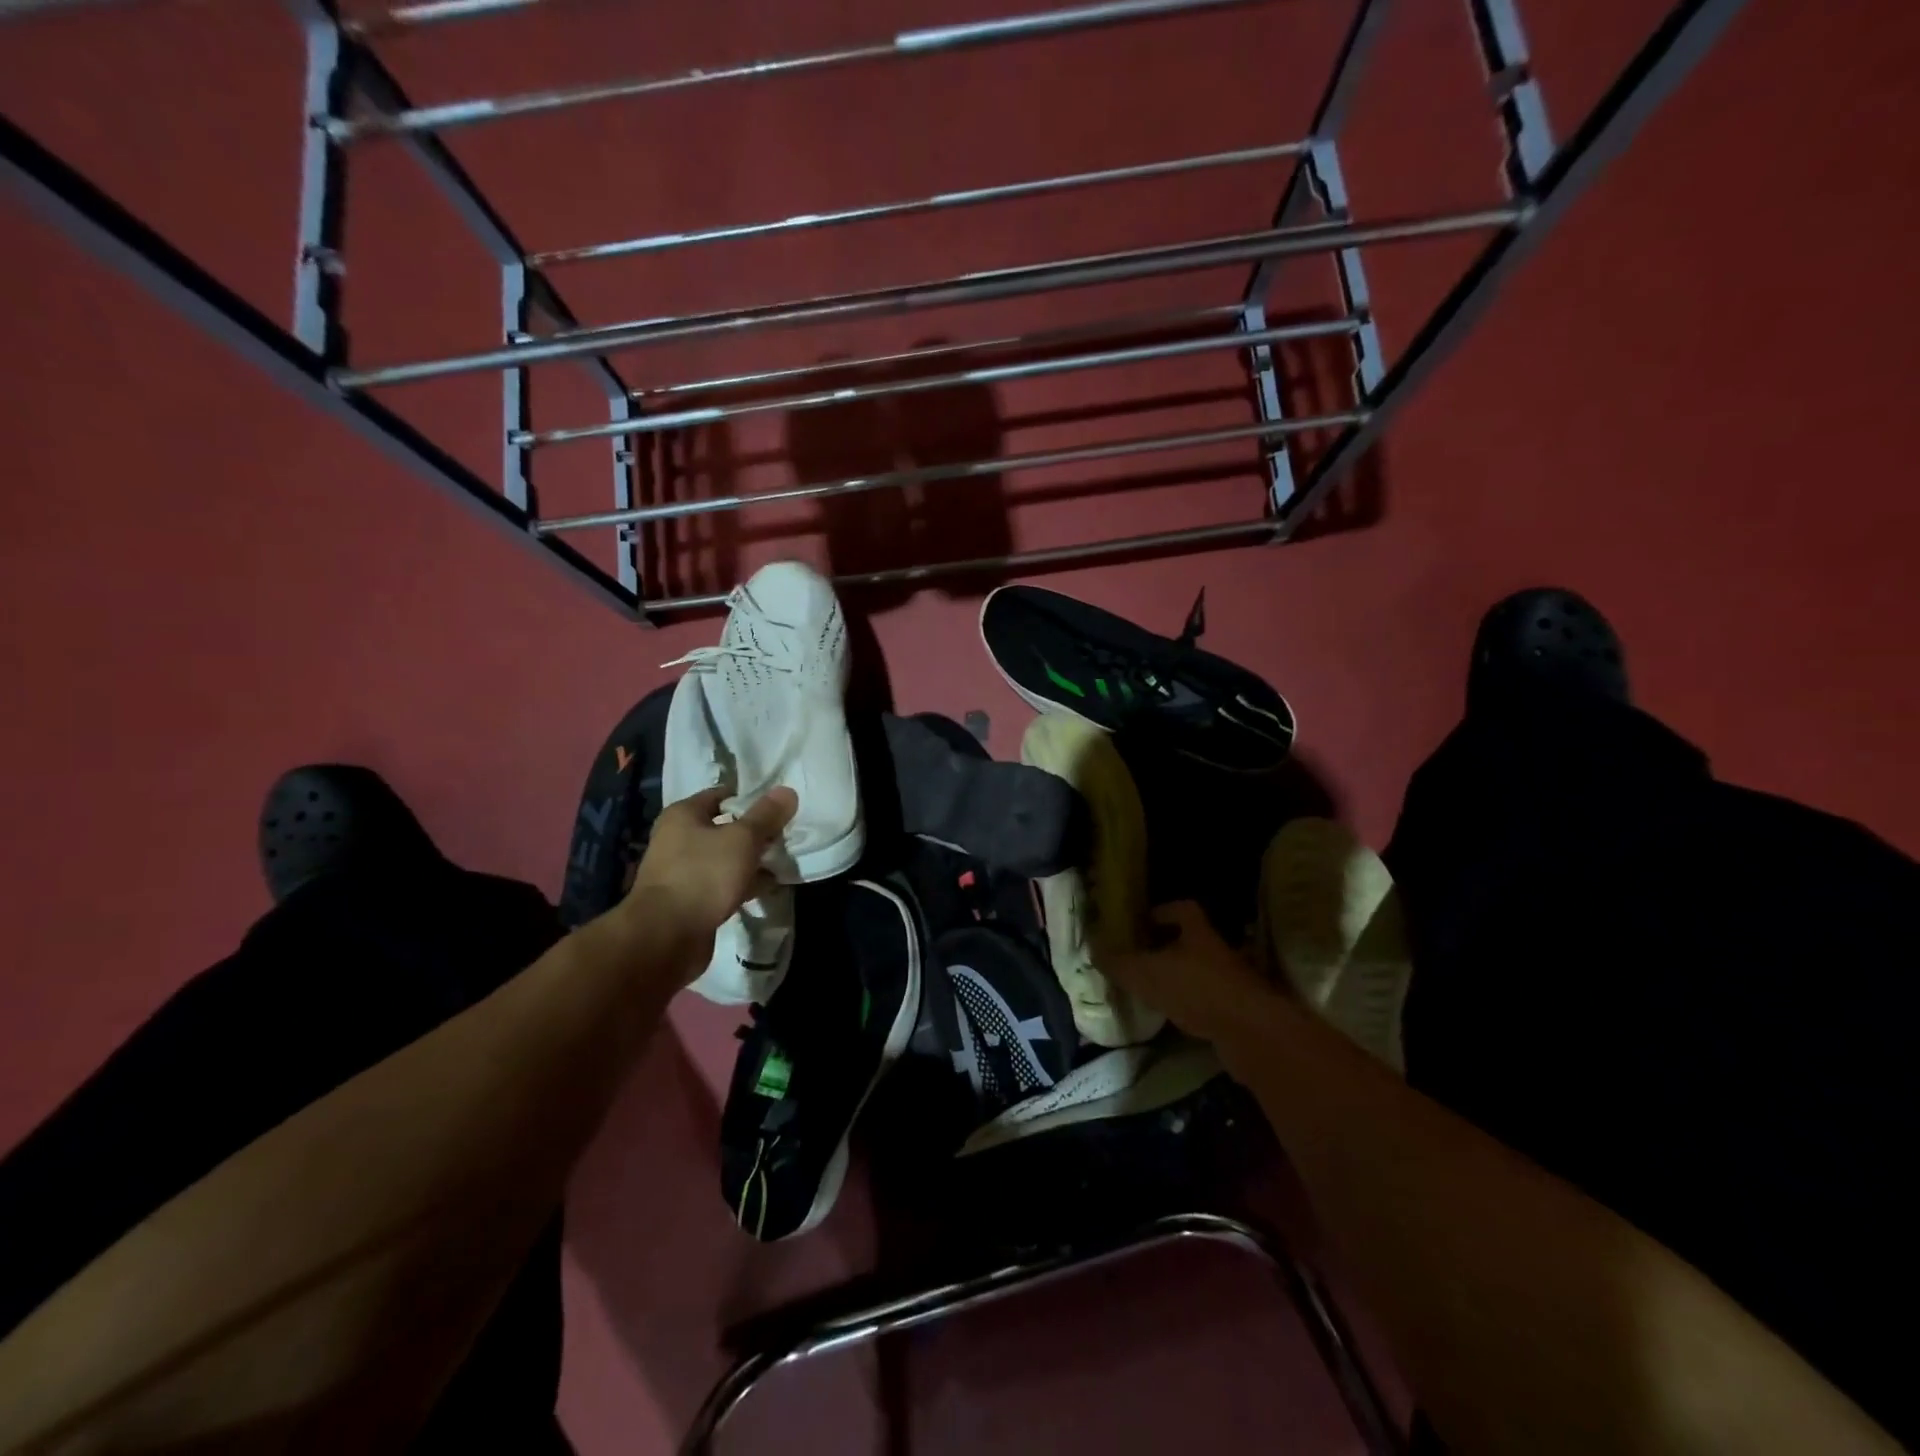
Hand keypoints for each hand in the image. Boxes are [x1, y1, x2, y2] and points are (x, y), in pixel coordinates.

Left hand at [624, 786, 797, 952]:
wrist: (666, 936)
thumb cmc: (703, 875)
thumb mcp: (742, 839)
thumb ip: (766, 816)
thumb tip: (787, 790)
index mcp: (683, 815)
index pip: (721, 795)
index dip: (750, 797)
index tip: (779, 806)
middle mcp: (678, 839)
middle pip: (724, 827)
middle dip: (755, 832)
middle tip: (786, 834)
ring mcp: (683, 871)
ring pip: (725, 858)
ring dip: (751, 860)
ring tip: (784, 861)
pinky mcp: (691, 899)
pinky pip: (723, 883)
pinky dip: (744, 883)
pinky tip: (769, 887)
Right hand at [1105, 901, 1277, 1047]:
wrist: (1252, 1034)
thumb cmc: (1196, 990)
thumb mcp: (1147, 974)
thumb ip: (1120, 963)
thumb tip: (1094, 950)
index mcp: (1198, 932)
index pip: (1182, 909)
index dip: (1161, 912)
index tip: (1141, 923)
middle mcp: (1217, 951)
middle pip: (1190, 941)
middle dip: (1166, 947)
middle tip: (1140, 958)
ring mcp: (1232, 981)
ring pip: (1199, 971)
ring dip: (1178, 978)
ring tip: (1151, 989)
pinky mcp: (1238, 1011)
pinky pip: (1208, 999)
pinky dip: (1191, 1004)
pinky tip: (1173, 1017)